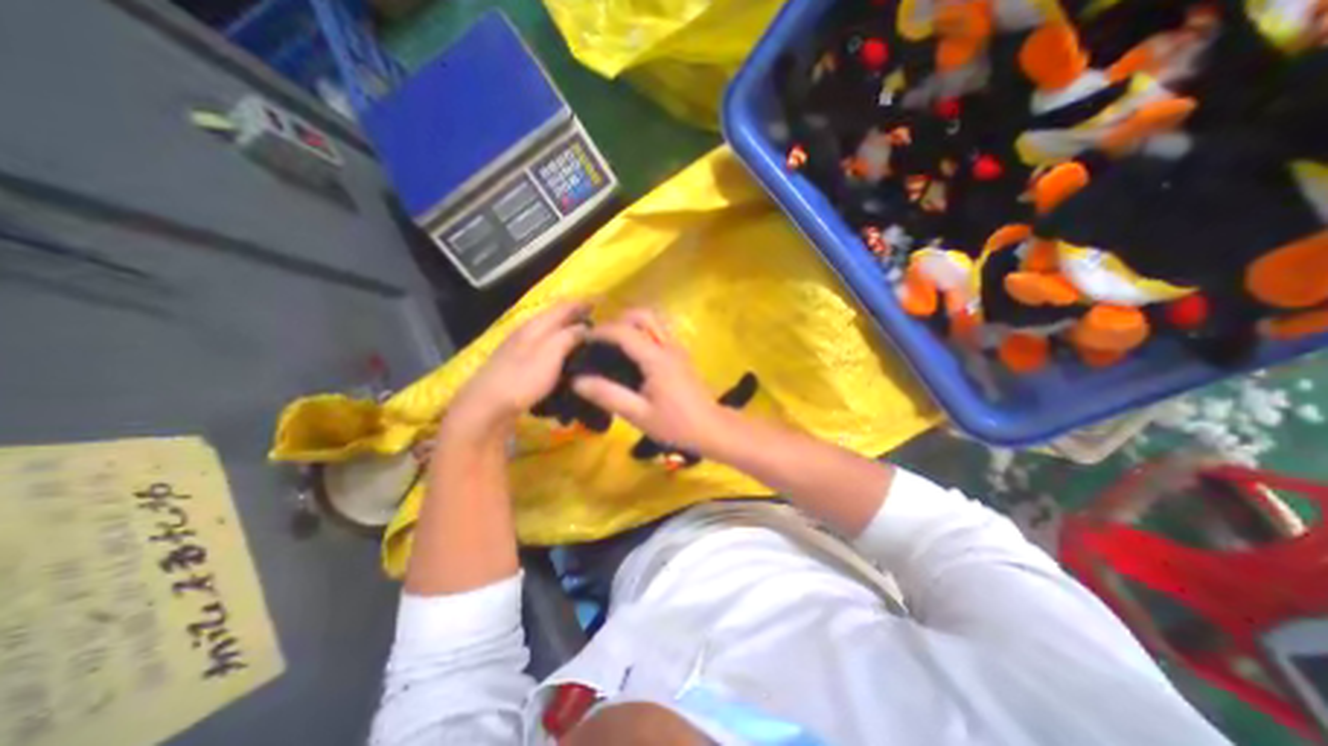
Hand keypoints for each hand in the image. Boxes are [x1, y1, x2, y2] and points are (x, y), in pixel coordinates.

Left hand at [444, 304, 588, 440]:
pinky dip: (557, 344)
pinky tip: (563, 355)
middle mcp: (527, 330)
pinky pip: (543, 345)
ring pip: (548, 331)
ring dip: (566, 330)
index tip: (599, 304)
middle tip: (596, 321)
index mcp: (536, 325)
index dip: (581, 304)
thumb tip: (586, 327)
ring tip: (584, 338)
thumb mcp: (551, 354)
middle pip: (554, 317)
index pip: (562, 307)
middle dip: (574, 316)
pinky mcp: (518, 363)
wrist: (487, 405)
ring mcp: (520, 347)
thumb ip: (569, 337)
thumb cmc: (523, 378)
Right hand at [566, 305, 721, 454]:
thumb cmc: (676, 425)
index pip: (624, 332)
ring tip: (616, 343)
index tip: (583, 340)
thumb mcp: (638, 415)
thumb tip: (577, 381)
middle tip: (602, 340)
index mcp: (656, 359)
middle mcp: (668, 346)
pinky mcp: (682, 355)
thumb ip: (608, 396)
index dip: (601, 331)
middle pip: (643, 315)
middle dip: (619, 320)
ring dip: (633, 323)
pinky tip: (635, 353)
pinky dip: (645, 331)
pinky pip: (661, 331)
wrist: (712, 429)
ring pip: (655, 320)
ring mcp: (678, 348)